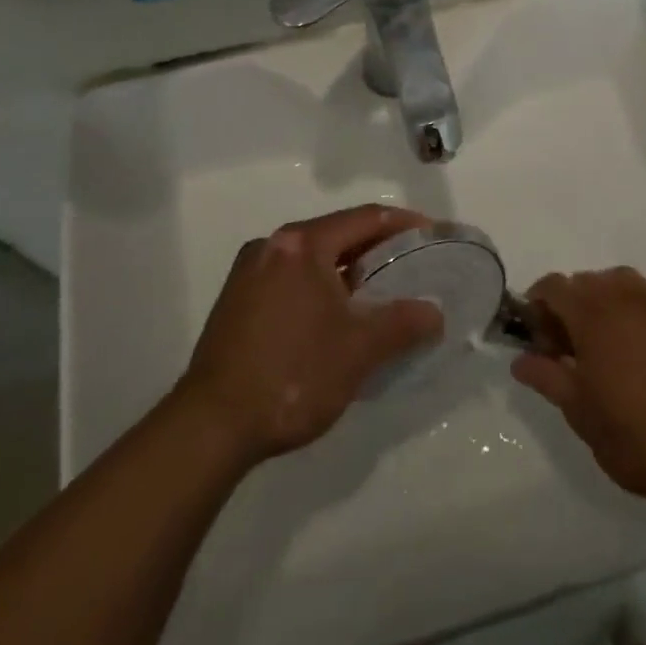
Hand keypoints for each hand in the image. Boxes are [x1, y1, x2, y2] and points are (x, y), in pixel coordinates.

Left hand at [176, 204, 443, 465]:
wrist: (211, 426)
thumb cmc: (293, 375)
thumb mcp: (359, 350)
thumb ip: (403, 323)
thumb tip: (434, 314)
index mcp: (302, 243)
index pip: (365, 218)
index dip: (403, 223)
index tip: (431, 233)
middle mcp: (272, 245)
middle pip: (336, 233)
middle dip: (375, 248)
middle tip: (410, 266)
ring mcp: (249, 271)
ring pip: (311, 258)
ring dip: (346, 270)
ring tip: (377, 295)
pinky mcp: (236, 300)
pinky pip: (290, 278)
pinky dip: (318, 286)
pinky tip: (333, 318)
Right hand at [511, 267, 645, 521]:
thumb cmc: (637, 436)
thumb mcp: (581, 414)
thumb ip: (547, 378)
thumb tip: (521, 360)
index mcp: (594, 314)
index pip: (554, 286)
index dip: (538, 305)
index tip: (537, 338)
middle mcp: (625, 299)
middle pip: (585, 282)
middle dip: (569, 306)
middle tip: (567, 349)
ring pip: (619, 284)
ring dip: (602, 303)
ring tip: (603, 345)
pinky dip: (633, 316)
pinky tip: (639, 355)